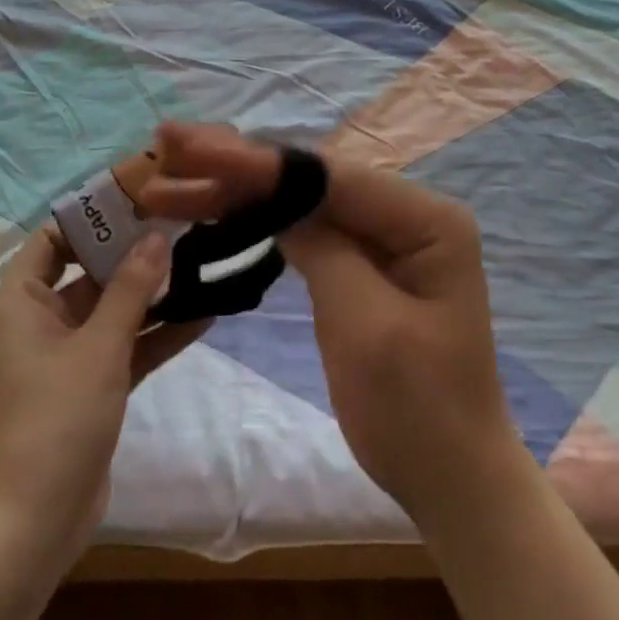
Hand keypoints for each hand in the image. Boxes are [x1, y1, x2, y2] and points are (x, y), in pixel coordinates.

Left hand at [0, 226, 206, 573]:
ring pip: (112, 311)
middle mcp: (38, 322)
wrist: (34, 524)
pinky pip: (124, 348)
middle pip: (88, 273)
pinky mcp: (88, 387)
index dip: (91, 217)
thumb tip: (157, 237)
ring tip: (201, 264)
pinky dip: (155, 335)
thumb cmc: (55, 420)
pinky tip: (203, 316)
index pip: (52, 239)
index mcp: (21, 303)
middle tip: (183, 226)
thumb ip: (130, 289)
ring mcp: (65, 357)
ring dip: (151, 295)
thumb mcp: (98, 347)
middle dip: (133, 254)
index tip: (138, 199)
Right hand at [138, 124, 518, 527]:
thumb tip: (275, 198)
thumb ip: (323, 248)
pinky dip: (257, 216)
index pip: (329, 176)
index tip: (194, 149)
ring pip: (300, 200)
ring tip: (174, 174)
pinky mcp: (361, 262)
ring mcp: (383, 237)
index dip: (257, 162)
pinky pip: (304, 228)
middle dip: (238, 165)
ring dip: (238, 187)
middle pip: (311, 179)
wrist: (449, 477)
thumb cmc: (415, 408)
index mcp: (426, 219)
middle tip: (169, 142)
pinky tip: (217, 205)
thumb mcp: (365, 324)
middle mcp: (407, 213)